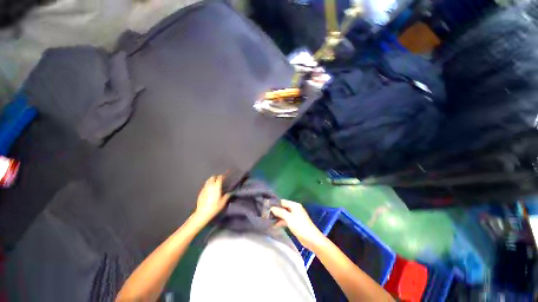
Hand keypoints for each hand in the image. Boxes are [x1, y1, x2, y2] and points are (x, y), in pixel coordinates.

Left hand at [193, 175, 230, 223]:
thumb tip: (229, 193)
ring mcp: (204, 189)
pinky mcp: (200, 192)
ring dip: (211, 180)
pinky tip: (209, 189)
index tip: (225, 177)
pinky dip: (208, 185)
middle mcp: (210, 186)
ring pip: (208, 181)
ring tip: (214, 183)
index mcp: (216, 187)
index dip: (222, 176)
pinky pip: (205, 186)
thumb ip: (226, 196)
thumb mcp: (223, 202)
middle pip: (212, 177)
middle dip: (216, 177)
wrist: (202, 213)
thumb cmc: (214, 207)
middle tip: (219, 179)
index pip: (219, 178)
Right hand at [271, 200, 324, 250]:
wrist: (311, 239)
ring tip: (269, 218)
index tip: (267, 206)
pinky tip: (275, 224)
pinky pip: (287, 219)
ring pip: (285, 214)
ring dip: (278, 216)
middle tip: (267, 213)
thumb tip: (272, 208)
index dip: (275, 203)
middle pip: (284, 207)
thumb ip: (280, 212)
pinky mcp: (295, 223)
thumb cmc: (300, 226)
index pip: (283, 202)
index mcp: (294, 205)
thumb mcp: (289, 218)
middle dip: (276, 210)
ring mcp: (295, 216)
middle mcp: (295, 209)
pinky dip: (282, 221)